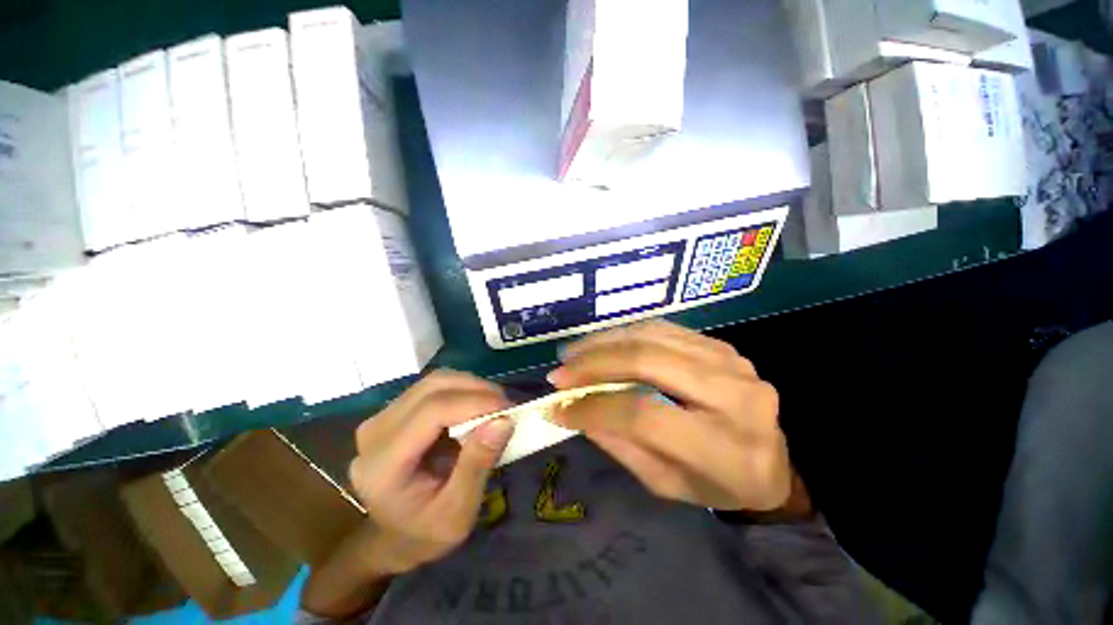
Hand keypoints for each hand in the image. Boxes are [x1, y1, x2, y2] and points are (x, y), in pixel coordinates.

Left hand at [348, 370, 514, 574]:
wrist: (396, 537)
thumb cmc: (426, 533)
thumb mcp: (459, 512)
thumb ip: (478, 465)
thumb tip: (504, 420)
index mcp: (382, 466)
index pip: (431, 411)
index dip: (474, 402)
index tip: (508, 408)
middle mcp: (374, 433)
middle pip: (432, 388)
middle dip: (476, 389)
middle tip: (505, 405)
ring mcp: (381, 418)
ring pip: (434, 381)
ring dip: (470, 387)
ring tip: (494, 405)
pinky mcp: (394, 412)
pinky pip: (433, 388)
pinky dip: (461, 390)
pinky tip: (476, 407)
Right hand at [548, 321, 791, 511]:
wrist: (771, 460)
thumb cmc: (717, 484)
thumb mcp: (665, 483)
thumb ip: (620, 444)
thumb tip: (575, 409)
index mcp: (726, 448)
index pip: (643, 415)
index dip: (594, 408)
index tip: (558, 407)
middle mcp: (734, 395)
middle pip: (647, 362)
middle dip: (594, 363)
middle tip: (560, 372)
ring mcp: (730, 361)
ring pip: (651, 337)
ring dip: (604, 342)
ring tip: (573, 354)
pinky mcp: (719, 345)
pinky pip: (661, 329)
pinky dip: (624, 334)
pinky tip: (602, 344)